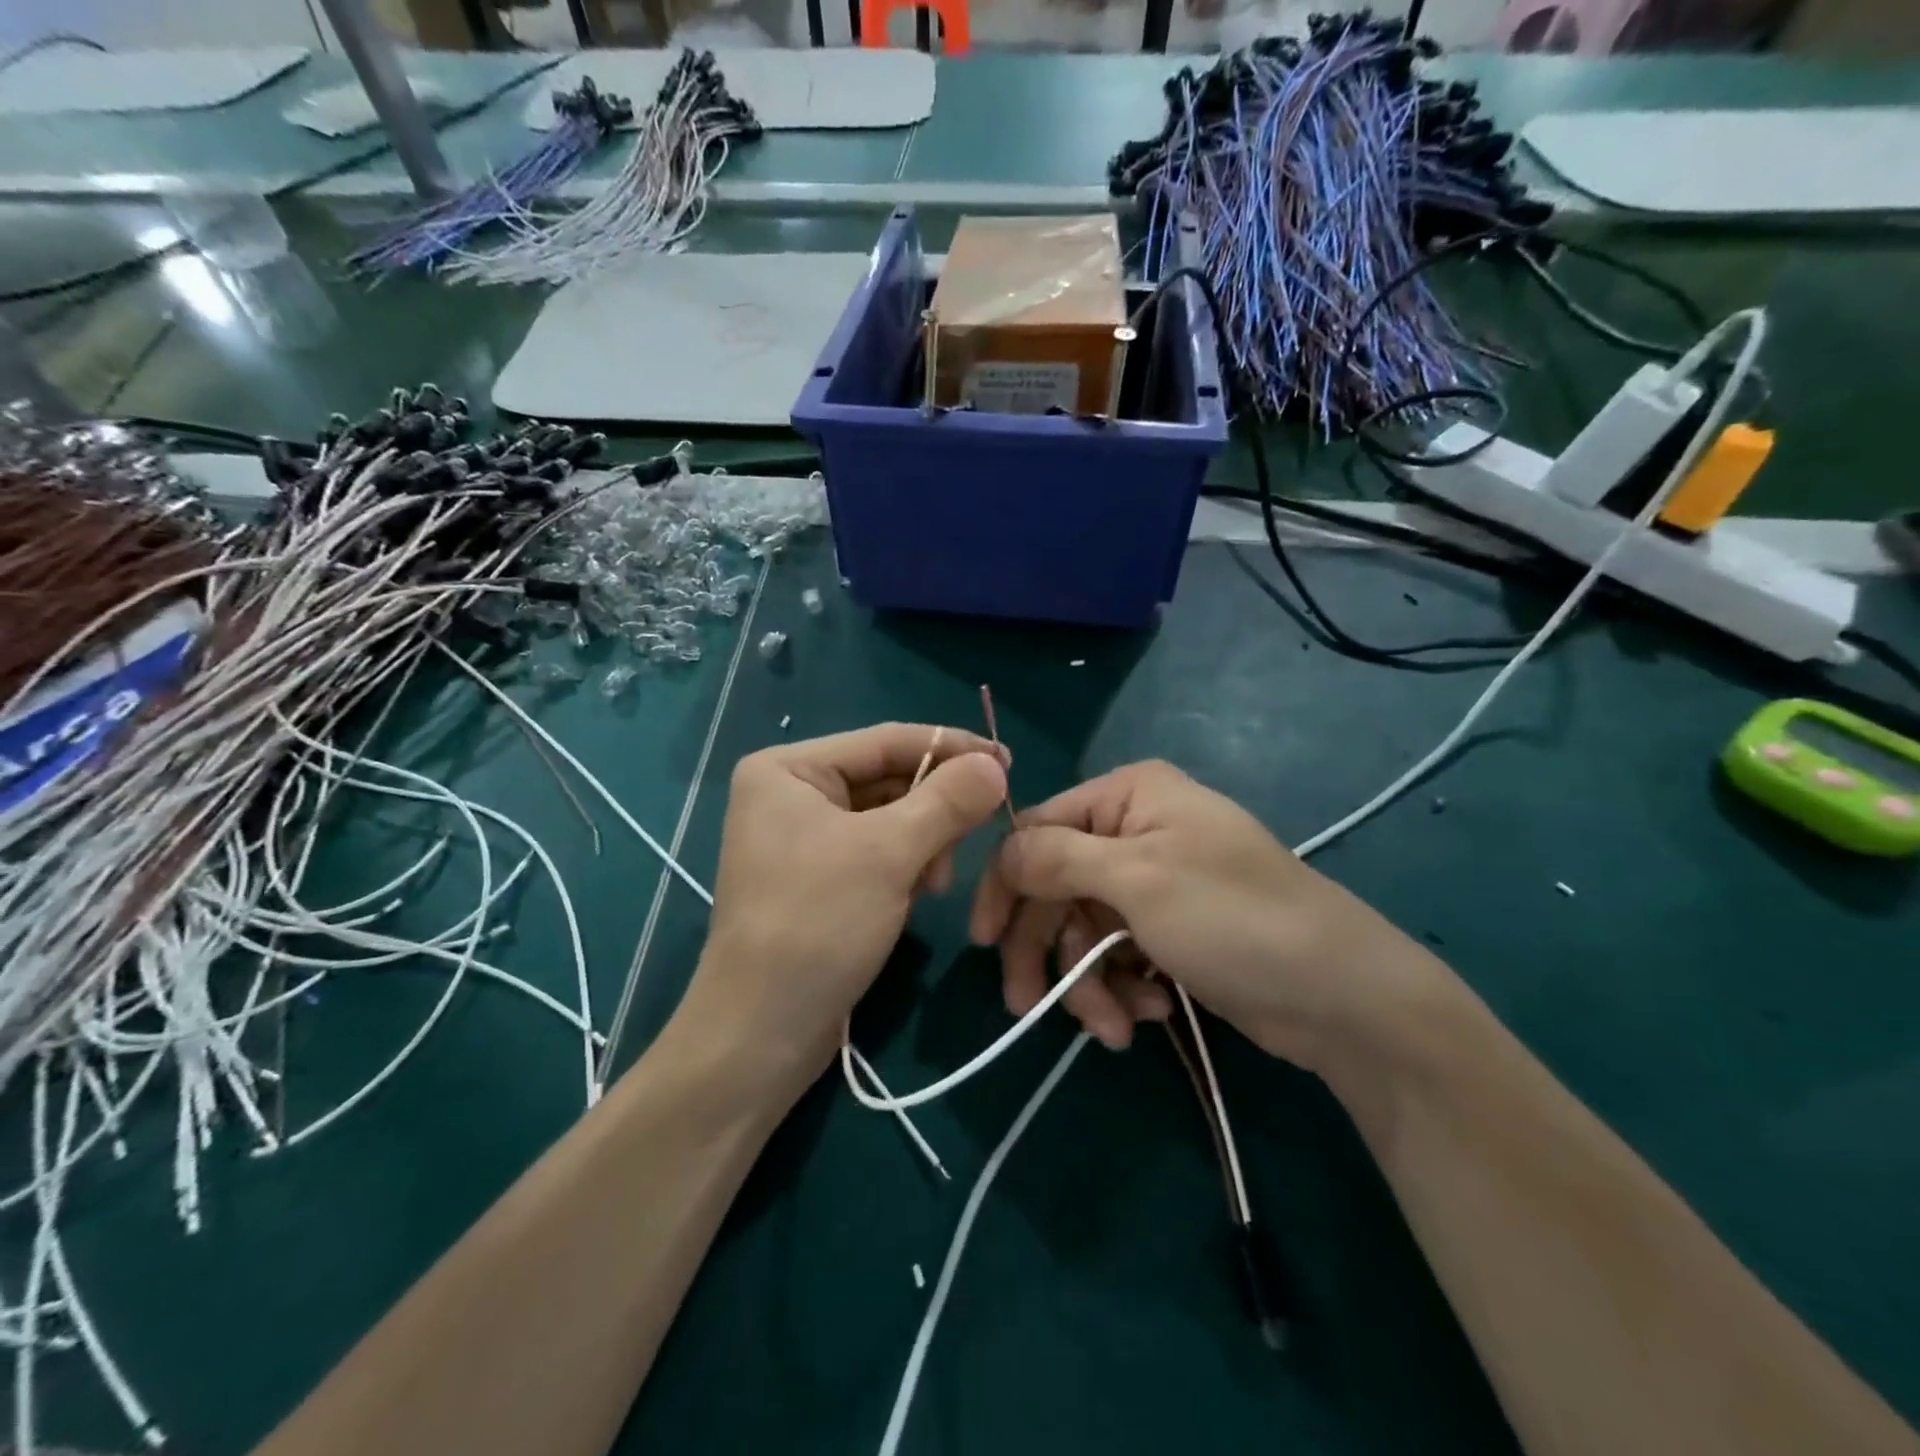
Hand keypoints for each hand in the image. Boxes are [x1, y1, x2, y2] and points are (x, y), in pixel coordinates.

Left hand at [673, 723, 1008, 1098]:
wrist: (761, 1033)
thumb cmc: (816, 925)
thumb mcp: (888, 854)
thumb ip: (946, 801)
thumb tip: (994, 765)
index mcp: (789, 769)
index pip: (885, 741)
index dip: (951, 748)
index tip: (1008, 761)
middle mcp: (791, 793)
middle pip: (887, 778)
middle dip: (935, 806)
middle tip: (981, 827)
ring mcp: (802, 837)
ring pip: (888, 817)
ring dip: (924, 841)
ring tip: (937, 880)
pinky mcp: (817, 877)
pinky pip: (876, 850)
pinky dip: (906, 865)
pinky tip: (918, 893)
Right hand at [969, 760, 1441, 1071]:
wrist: (1341, 996)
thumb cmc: (1234, 918)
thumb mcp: (1138, 879)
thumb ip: (1056, 858)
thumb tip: (1000, 852)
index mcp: (1127, 796)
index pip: (1036, 831)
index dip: (1007, 885)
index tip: (983, 941)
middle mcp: (1135, 830)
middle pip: (1056, 887)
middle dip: (1049, 950)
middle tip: (1028, 1007)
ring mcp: (1153, 882)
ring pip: (1082, 930)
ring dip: (1089, 982)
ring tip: (1116, 1025)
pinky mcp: (1169, 930)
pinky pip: (1116, 954)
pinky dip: (1121, 988)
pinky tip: (1148, 1012)